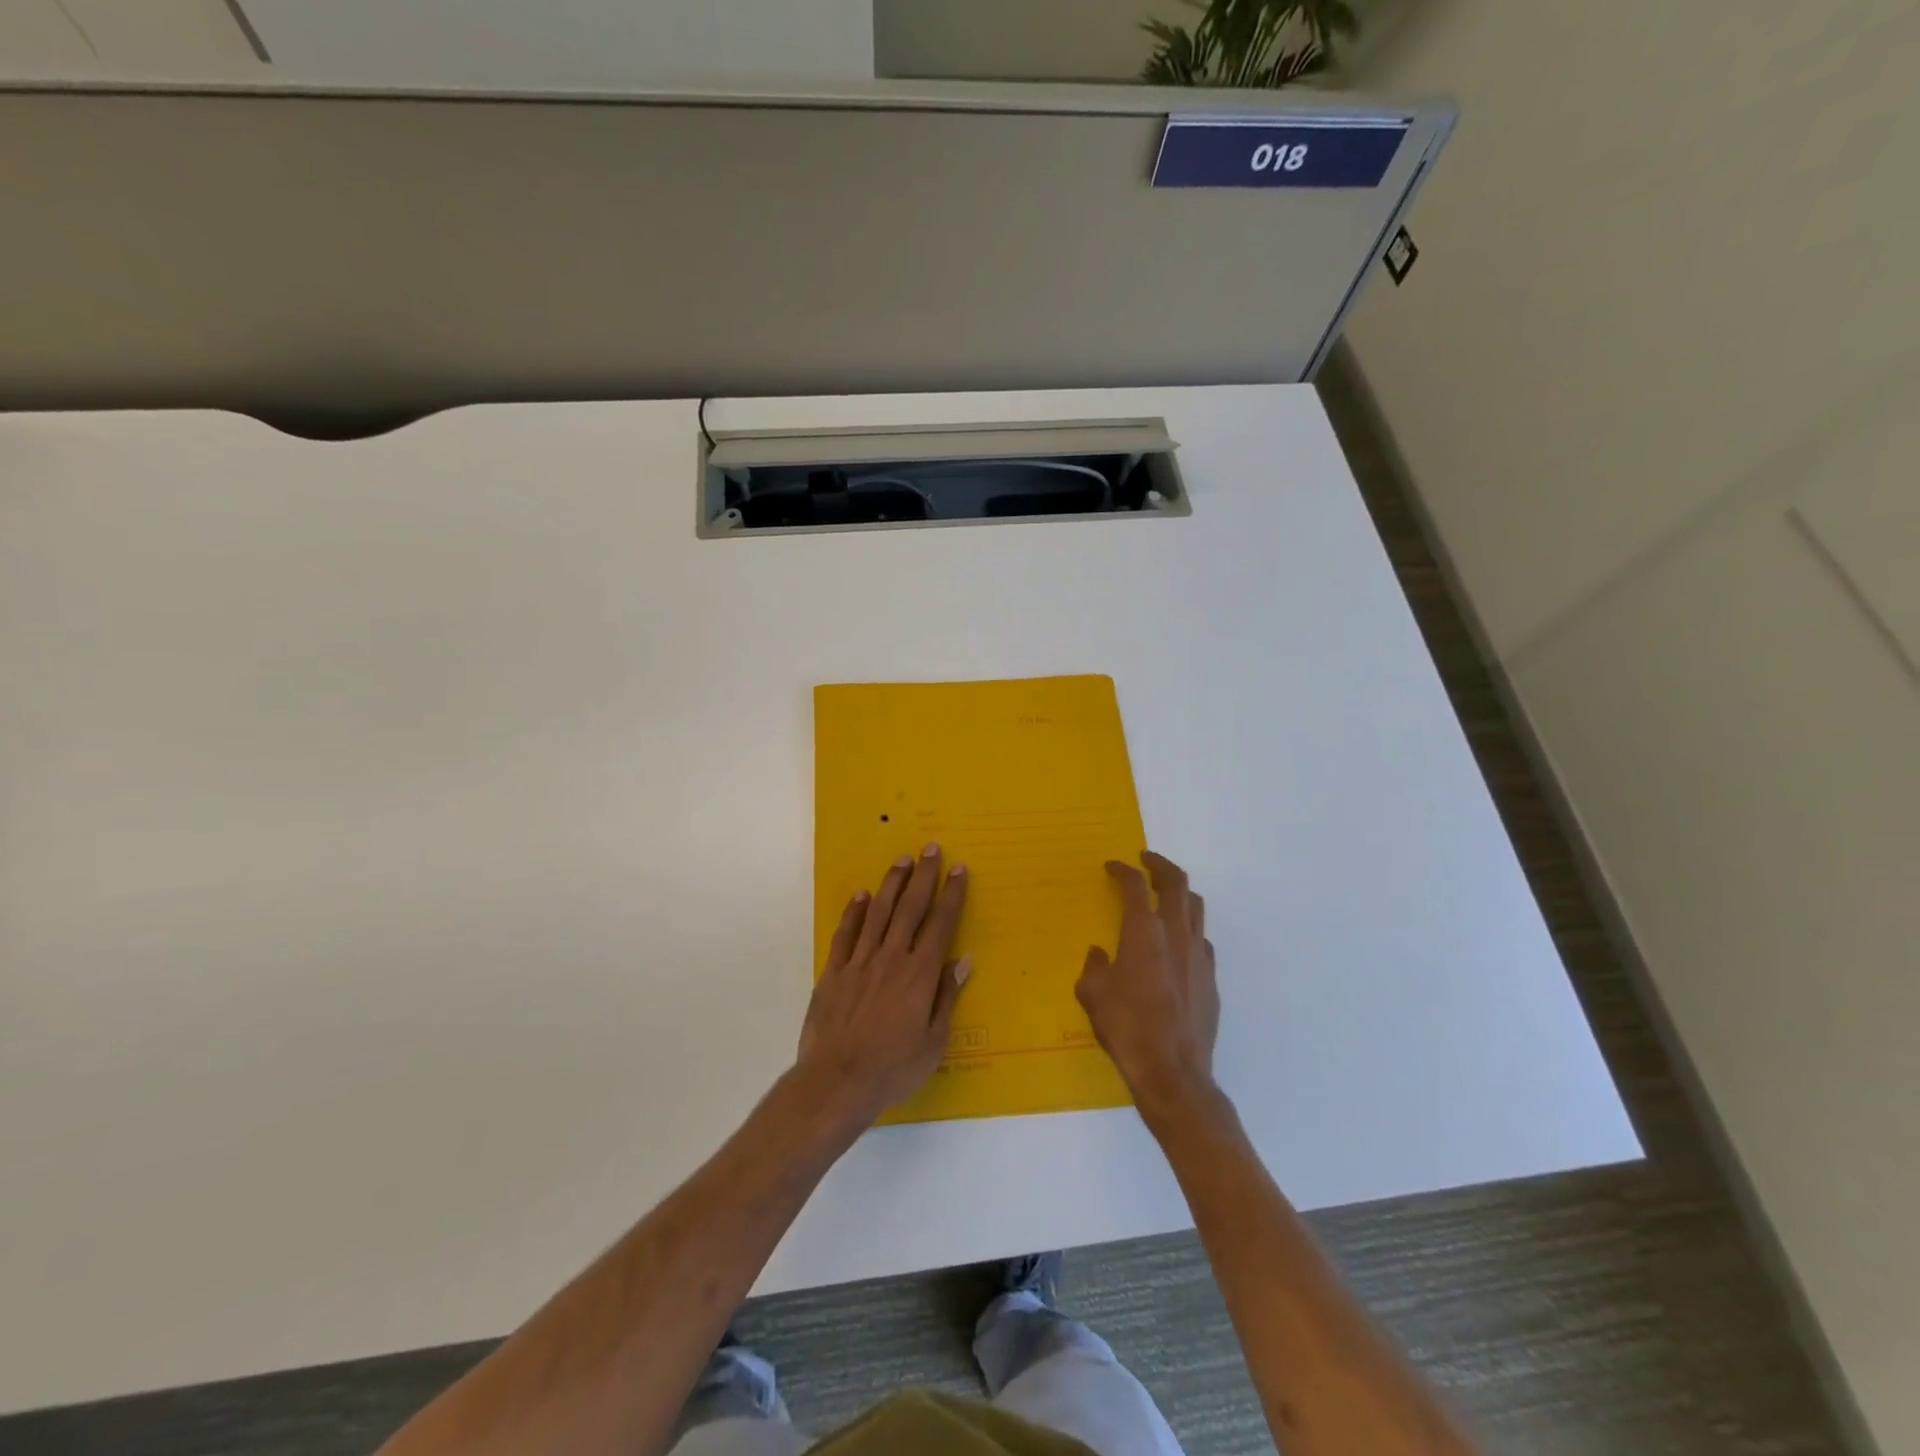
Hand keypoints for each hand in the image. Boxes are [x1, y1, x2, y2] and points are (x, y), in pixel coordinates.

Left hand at [797, 845, 970, 1127]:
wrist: (836, 1082)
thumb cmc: (893, 1068)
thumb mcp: (934, 1042)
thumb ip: (947, 996)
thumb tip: (963, 959)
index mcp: (920, 975)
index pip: (941, 925)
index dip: (952, 895)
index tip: (959, 869)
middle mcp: (891, 959)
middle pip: (910, 908)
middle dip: (923, 876)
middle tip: (930, 849)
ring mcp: (859, 962)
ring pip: (879, 913)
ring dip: (891, 884)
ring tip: (901, 860)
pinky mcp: (834, 972)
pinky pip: (846, 934)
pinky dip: (855, 912)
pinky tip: (862, 895)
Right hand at [1077, 851, 1219, 1120]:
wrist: (1172, 1072)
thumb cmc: (1126, 1028)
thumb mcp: (1092, 994)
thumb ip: (1094, 966)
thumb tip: (1100, 954)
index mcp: (1144, 932)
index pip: (1135, 886)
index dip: (1122, 870)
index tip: (1113, 866)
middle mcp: (1176, 934)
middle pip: (1176, 882)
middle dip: (1159, 865)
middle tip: (1146, 861)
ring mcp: (1198, 955)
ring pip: (1195, 906)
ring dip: (1179, 892)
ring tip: (1164, 895)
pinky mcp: (1211, 978)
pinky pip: (1202, 939)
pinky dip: (1188, 928)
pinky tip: (1176, 944)